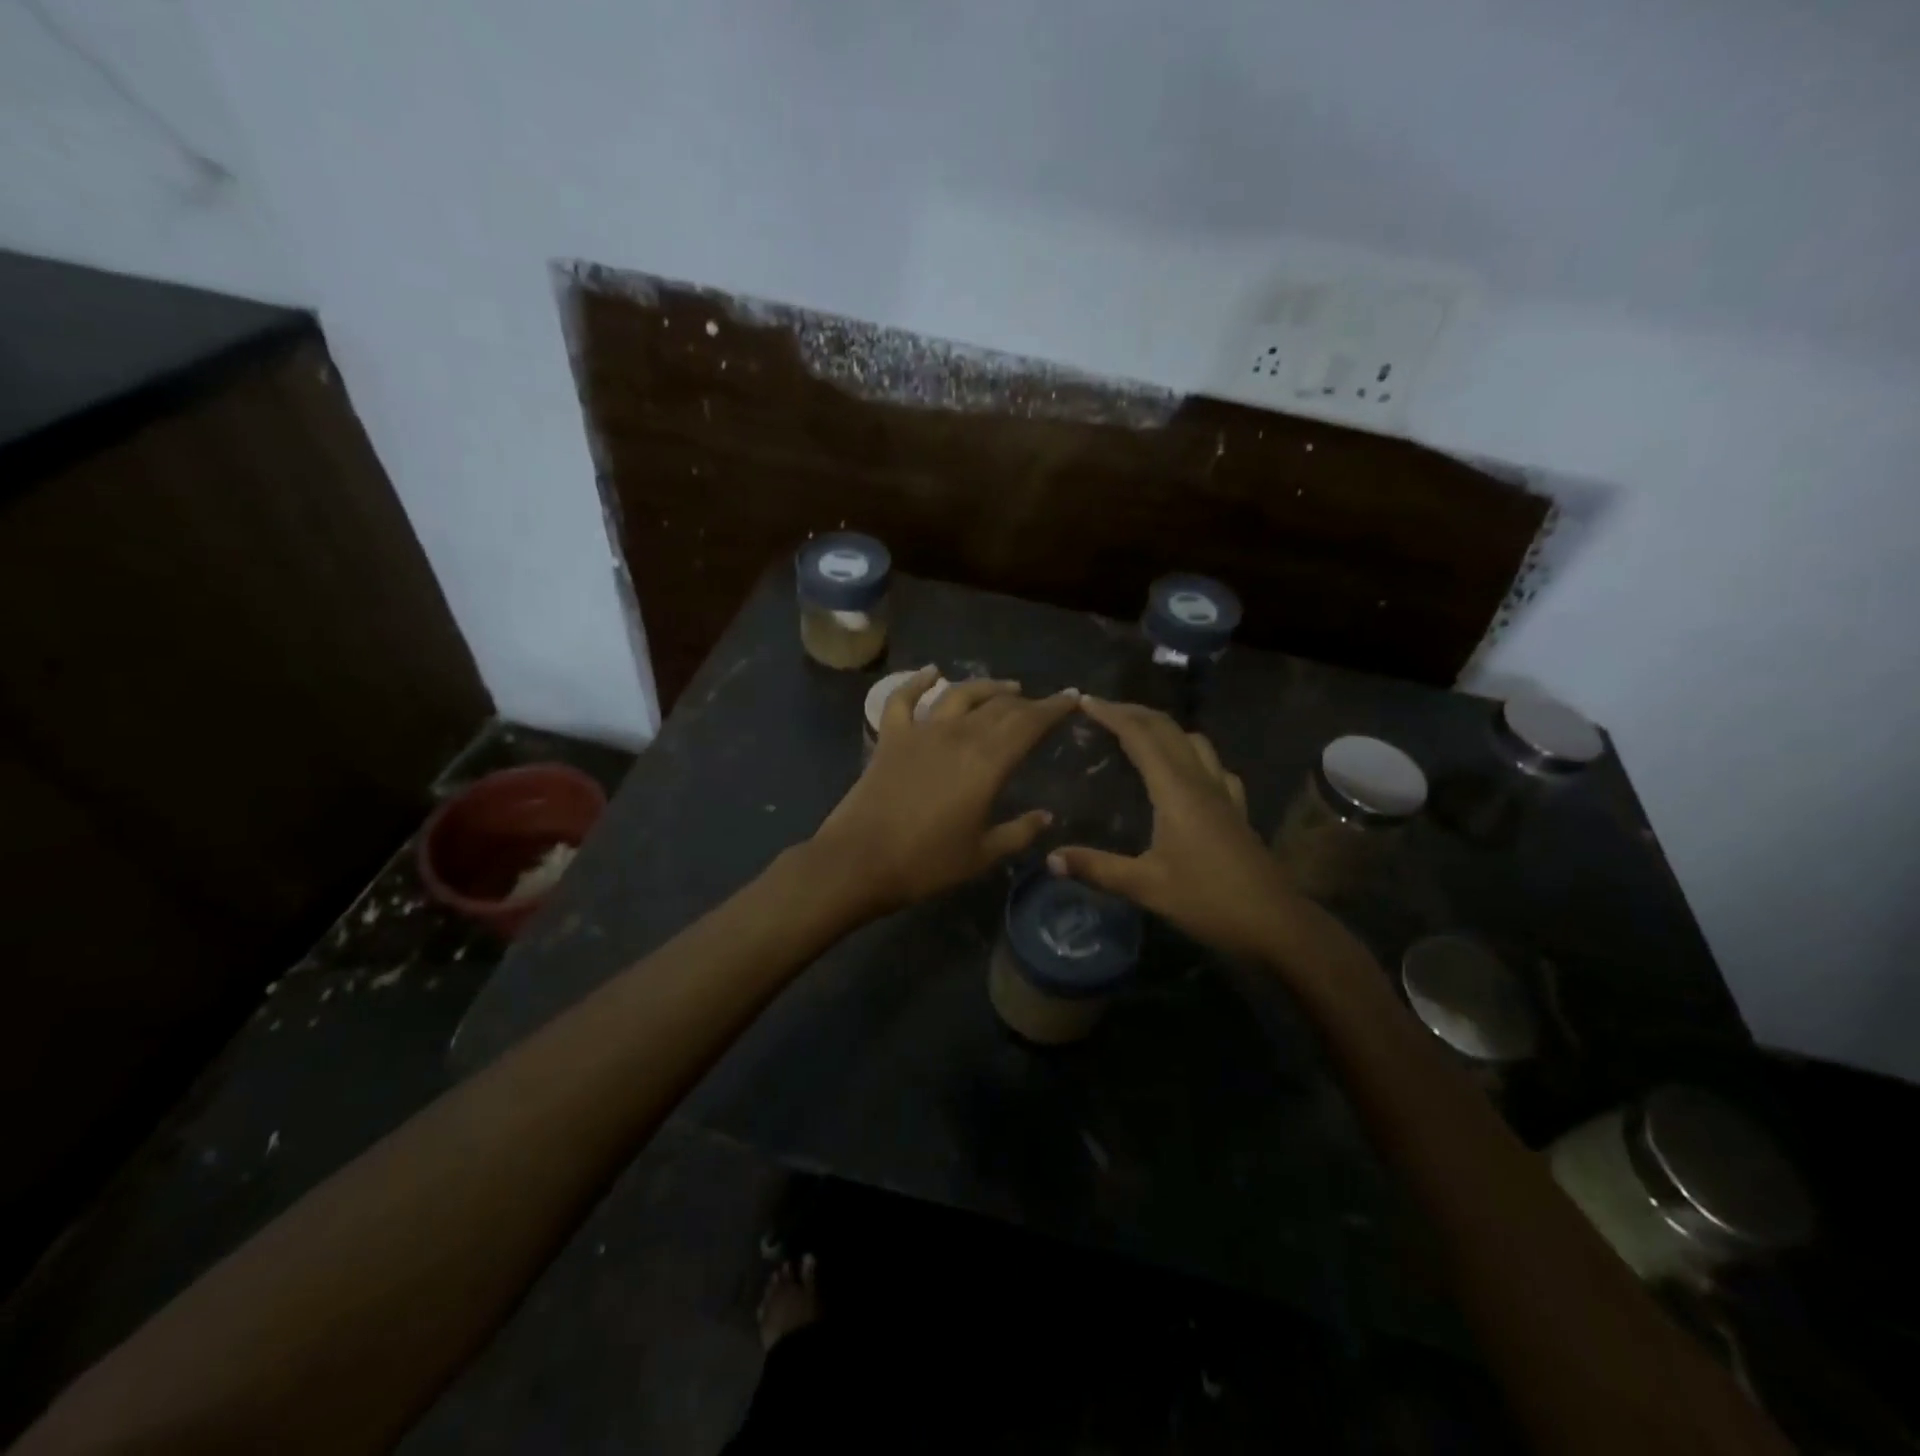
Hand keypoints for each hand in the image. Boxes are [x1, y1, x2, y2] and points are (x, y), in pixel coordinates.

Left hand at [812, 667, 1078, 913]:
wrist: (859, 861)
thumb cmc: (926, 863)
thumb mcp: (982, 854)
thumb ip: (1019, 832)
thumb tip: (1047, 816)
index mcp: (987, 763)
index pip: (1029, 724)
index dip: (1054, 708)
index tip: (1072, 698)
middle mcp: (958, 735)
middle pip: (999, 707)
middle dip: (1026, 702)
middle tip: (1042, 705)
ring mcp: (921, 732)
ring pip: (960, 695)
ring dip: (986, 687)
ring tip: (1007, 687)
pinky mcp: (891, 737)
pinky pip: (904, 698)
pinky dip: (918, 681)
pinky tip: (933, 671)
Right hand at [1047, 697, 1292, 957]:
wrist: (1275, 924)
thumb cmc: (1208, 900)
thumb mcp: (1146, 886)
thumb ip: (1097, 868)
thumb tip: (1050, 858)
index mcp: (1176, 790)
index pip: (1140, 736)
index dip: (1111, 714)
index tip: (1083, 701)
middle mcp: (1201, 781)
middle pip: (1167, 729)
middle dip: (1133, 712)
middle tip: (1101, 710)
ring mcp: (1224, 793)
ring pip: (1193, 741)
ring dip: (1163, 728)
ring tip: (1137, 734)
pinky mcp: (1236, 810)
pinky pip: (1213, 766)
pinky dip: (1190, 753)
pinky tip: (1185, 770)